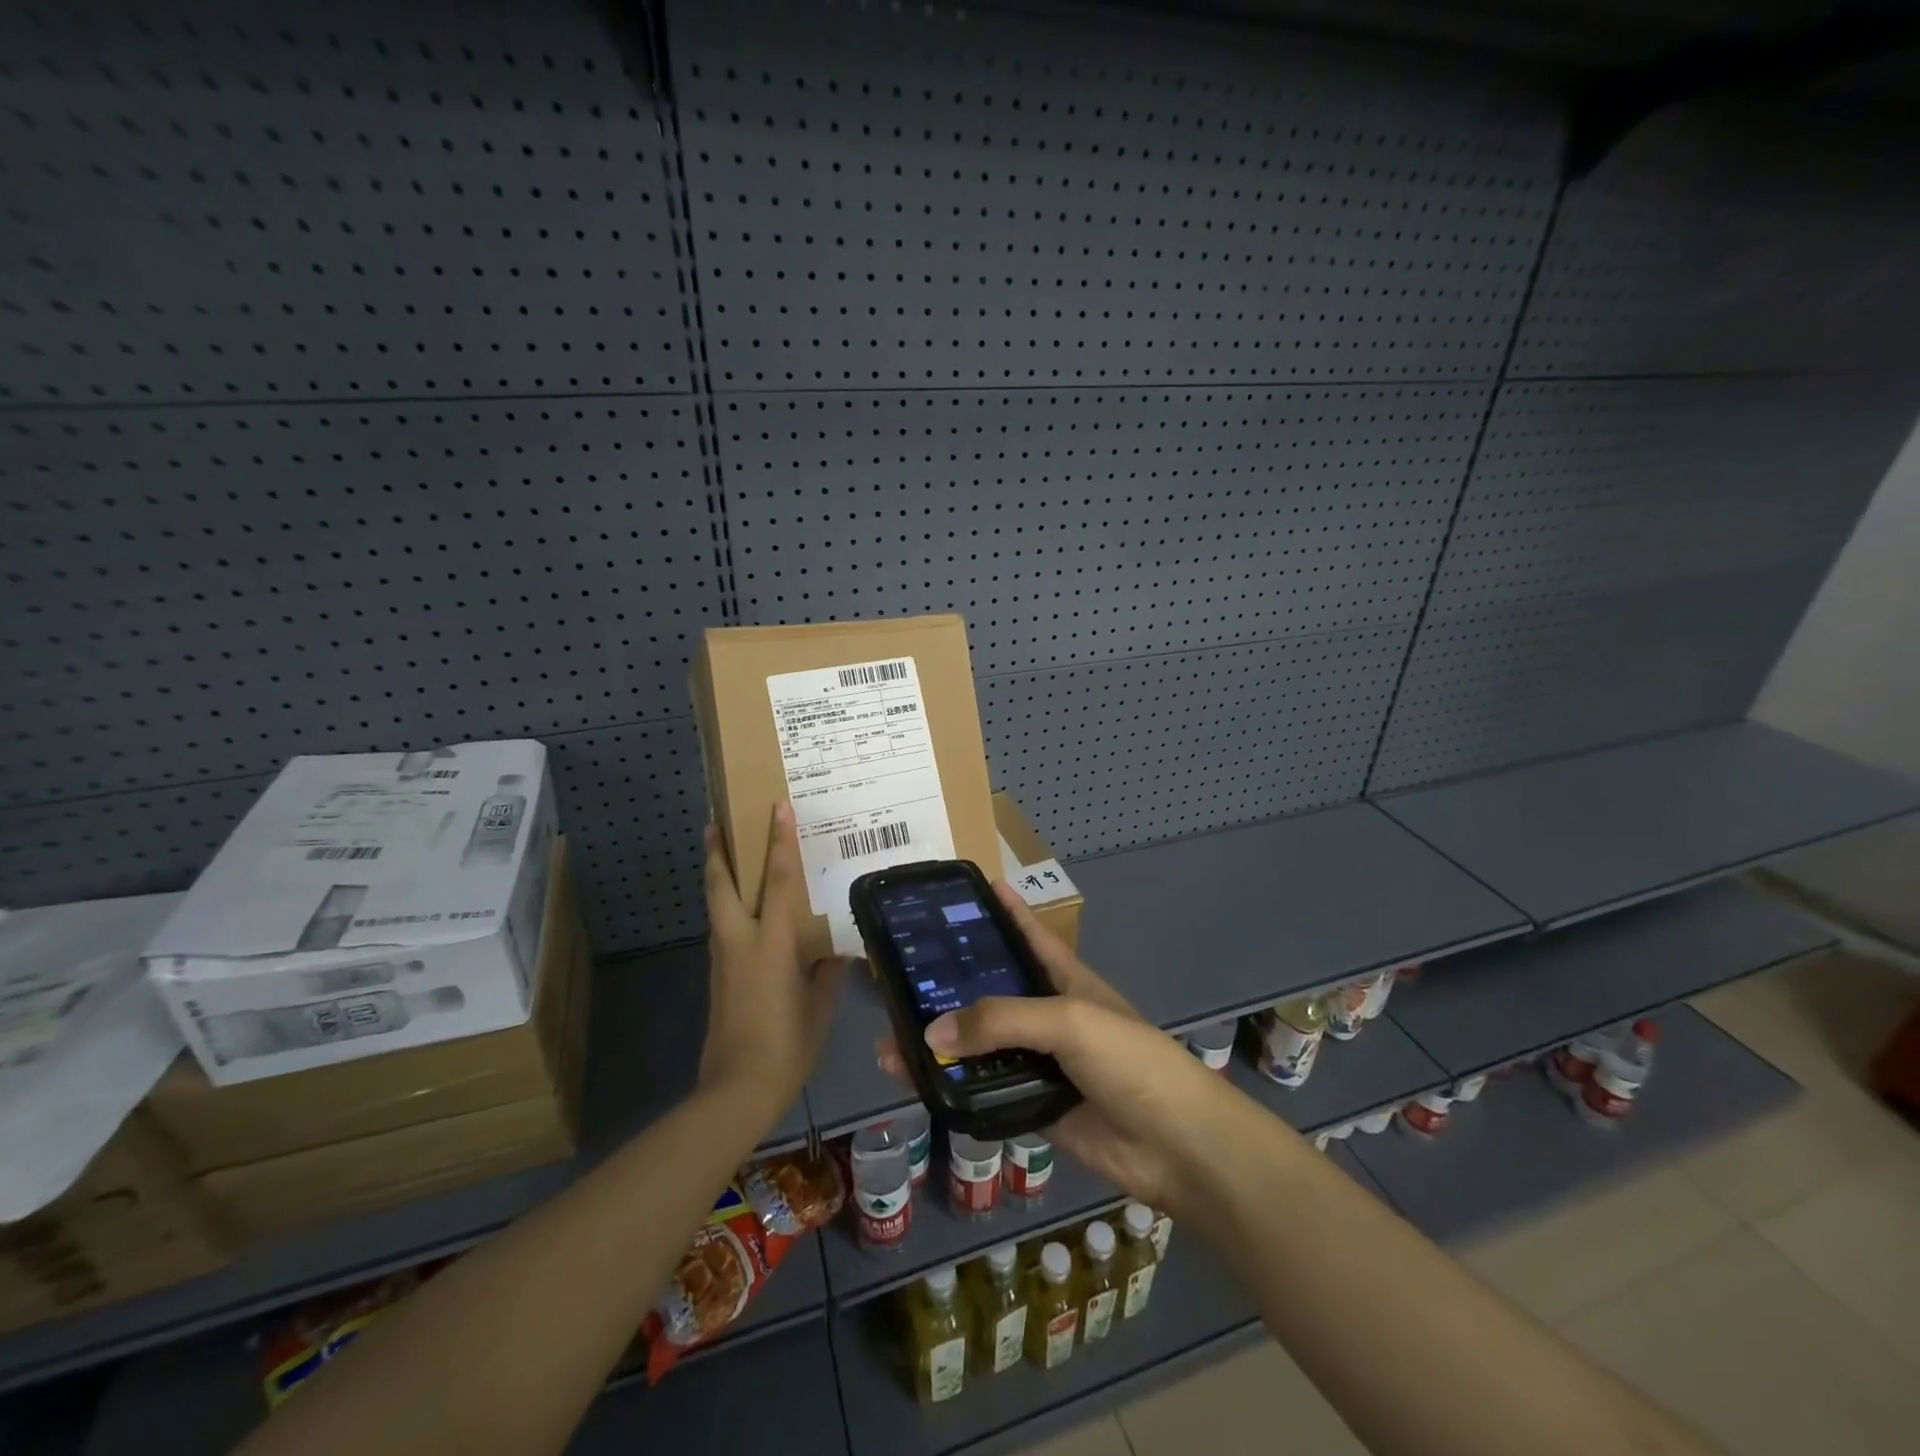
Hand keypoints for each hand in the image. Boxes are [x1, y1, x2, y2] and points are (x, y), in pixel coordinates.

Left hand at [700, 804, 845, 1116]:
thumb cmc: (786, 1047)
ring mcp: (723, 961)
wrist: (735, 1091)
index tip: (777, 808)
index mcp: (771, 945)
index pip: (778, 882)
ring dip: (717, 878)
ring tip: (724, 858)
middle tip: (715, 823)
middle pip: (722, 887)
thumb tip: (835, 952)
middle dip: (717, 853)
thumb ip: (826, 974)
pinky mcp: (716, 979)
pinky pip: (721, 932)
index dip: (779, 842)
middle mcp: (740, 943)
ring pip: (716, 908)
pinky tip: (742, 916)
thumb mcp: (819, 1009)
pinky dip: (726, 910)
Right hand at [877, 882, 1239, 1217]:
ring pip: (981, 1048)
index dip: (1003, 910)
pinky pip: (985, 1094)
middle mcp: (1048, 1016)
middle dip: (951, 987)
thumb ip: (1001, 1021)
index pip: (1028, 934)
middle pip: (992, 995)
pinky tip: (919, 1086)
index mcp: (1065, 979)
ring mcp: (1040, 1064)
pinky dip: (956, 1091)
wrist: (1174, 1145)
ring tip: (892, 1043)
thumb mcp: (1068, 1020)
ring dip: (943, 1048)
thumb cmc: (1129, 1060)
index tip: (968, 889)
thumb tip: (931, 1034)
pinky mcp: (1032, 1106)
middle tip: (899, 979)